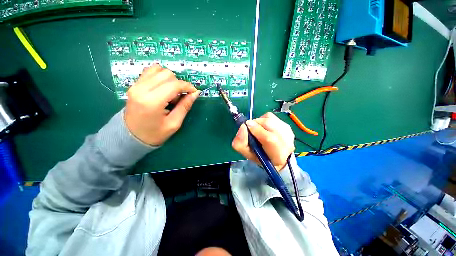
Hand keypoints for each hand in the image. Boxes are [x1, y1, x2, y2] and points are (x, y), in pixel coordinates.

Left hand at [124, 64, 199, 145]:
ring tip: (170, 93)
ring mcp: (136, 85)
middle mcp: (141, 89)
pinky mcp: (134, 84)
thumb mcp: (174, 123)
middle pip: (167, 74)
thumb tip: (196, 93)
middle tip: (179, 97)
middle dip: (178, 84)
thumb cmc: (154, 133)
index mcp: (152, 102)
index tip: (194, 92)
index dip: (187, 86)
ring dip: (170, 79)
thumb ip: (185, 106)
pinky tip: (163, 88)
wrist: (130, 136)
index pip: (174, 85)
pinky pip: (150, 71)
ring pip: (159, 69)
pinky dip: (160, 76)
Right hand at [232, 112, 294, 170]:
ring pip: (269, 118)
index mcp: (277, 155)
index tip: (246, 127)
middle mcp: (287, 142)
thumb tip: (243, 126)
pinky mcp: (287, 126)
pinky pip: (271, 117)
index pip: (268, 138)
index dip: (256, 130)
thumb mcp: (248, 154)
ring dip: (260, 122)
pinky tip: (264, 128)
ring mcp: (288, 132)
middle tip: (251, 130)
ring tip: (258, 129)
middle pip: (269, 123)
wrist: (279, 157)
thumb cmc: (262, 157)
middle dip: (256, 124)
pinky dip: (264, 120)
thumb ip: (240, 143)